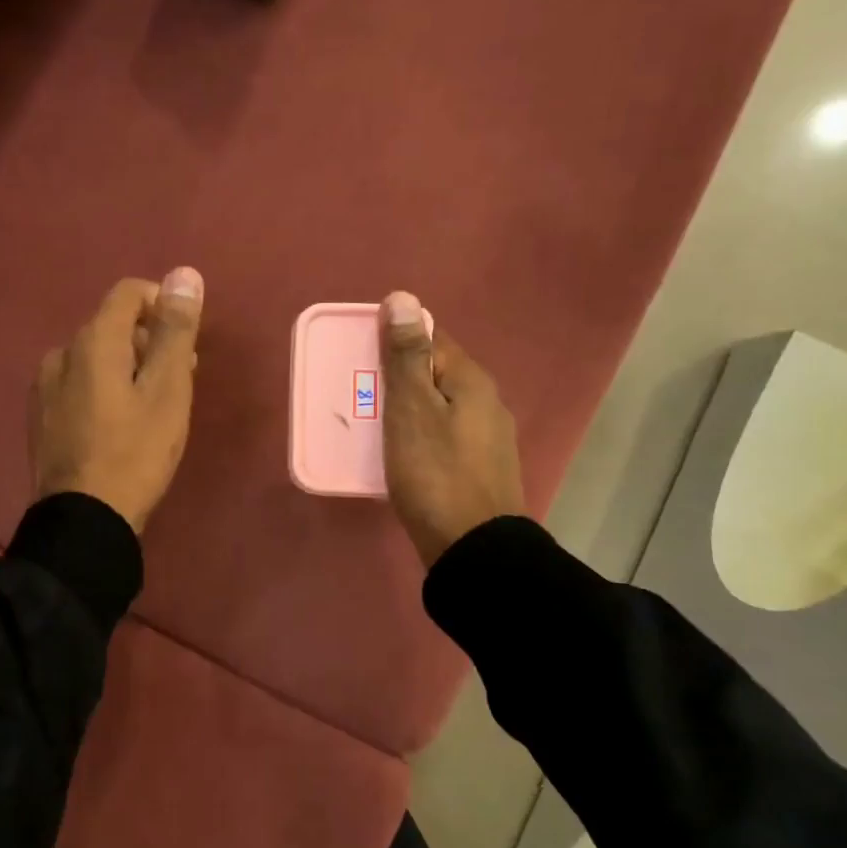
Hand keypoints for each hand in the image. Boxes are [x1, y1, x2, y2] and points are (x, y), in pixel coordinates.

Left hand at [29, 269, 204, 532]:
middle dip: (149, 342)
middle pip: (112, 326)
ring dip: (127, 368)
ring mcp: (44, 387)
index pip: (129, 293)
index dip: (162, 305)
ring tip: (152, 408)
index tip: (185, 341)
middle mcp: (61, 354)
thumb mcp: (168, 390)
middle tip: (179, 381)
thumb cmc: (135, 452)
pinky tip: (118, 426)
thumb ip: (175, 330)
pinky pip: (78, 385)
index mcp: (92, 341)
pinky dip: (104, 390)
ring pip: (94, 358)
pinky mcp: (40, 418)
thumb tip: (184, 274)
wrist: (83, 520)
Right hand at [379, 291, 525, 567]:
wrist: (473, 549)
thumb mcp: (412, 410)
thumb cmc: (435, 474)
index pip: (431, 337)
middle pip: (435, 374)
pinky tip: (400, 456)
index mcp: (471, 381)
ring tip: (372, 426)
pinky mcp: (480, 468)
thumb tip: (402, 297)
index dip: (395, 340)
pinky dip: (419, 436)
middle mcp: (487, 402)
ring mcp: (487, 438)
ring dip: (406, 409)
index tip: (361, 356)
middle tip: (359, 395)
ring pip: (438, 407)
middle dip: (397, 377)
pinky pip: (442, 436)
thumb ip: (407, 357)